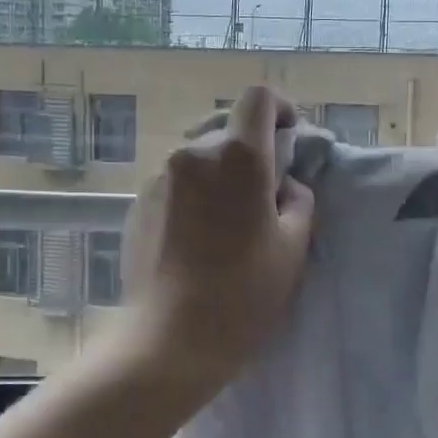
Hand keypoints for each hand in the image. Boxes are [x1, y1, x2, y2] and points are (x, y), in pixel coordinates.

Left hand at [115, 86, 315, 400]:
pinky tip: (201, 236)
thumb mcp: (293, 246)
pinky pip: (177, 180)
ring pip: (201, 155)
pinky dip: (197, 192)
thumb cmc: (243, 292)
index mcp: (238, 157)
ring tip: (231, 219)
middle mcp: (193, 153)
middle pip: (228, 128)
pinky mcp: (138, 203)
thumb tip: (284, 185)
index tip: (290, 139)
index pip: (258, 98)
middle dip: (253, 148)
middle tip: (267, 192)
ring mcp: (159, 177)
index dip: (279, 109)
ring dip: (222, 172)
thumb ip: (298, 200)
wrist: (169, 338)